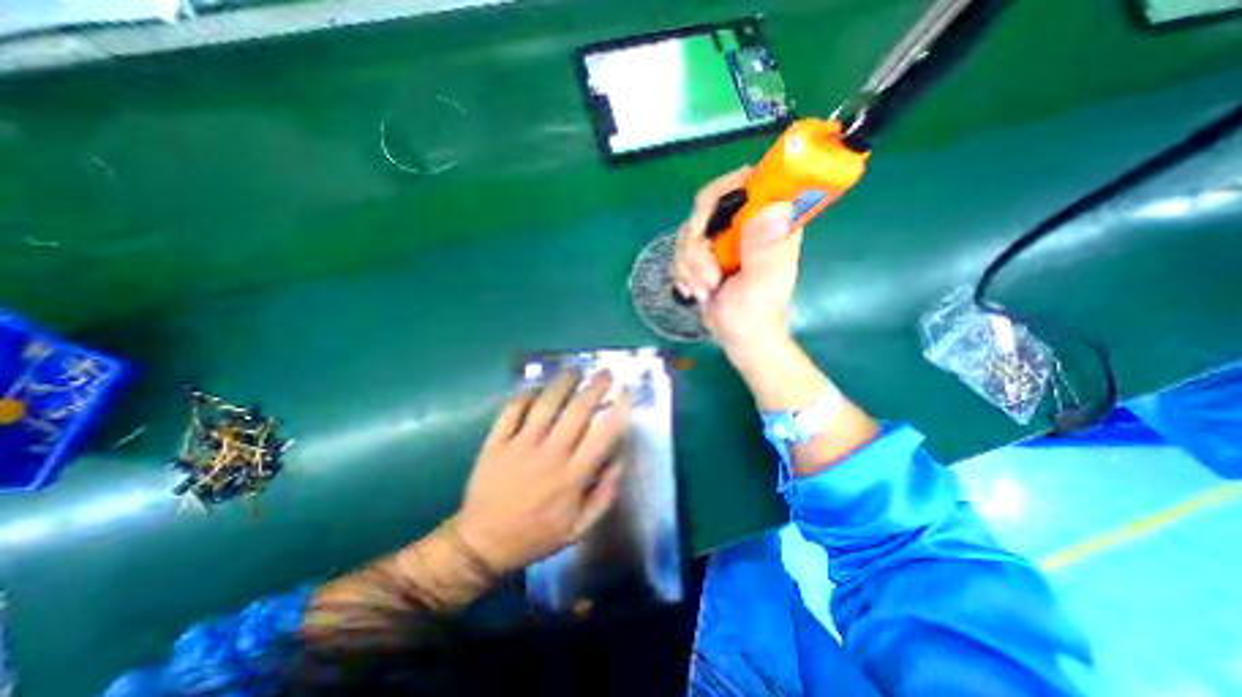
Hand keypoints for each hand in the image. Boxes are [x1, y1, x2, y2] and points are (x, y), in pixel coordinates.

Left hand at [452, 374, 631, 573]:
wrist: (482, 544)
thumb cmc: (536, 535)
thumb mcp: (580, 527)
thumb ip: (605, 494)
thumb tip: (620, 458)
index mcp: (573, 476)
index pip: (603, 434)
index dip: (618, 409)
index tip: (626, 392)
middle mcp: (550, 455)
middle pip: (577, 411)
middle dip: (595, 387)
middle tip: (605, 373)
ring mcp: (520, 446)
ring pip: (546, 403)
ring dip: (564, 382)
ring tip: (575, 368)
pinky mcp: (496, 442)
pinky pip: (512, 410)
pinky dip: (526, 394)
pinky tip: (537, 387)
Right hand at [677, 167, 801, 352]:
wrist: (739, 338)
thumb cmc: (755, 316)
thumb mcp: (761, 285)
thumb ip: (765, 249)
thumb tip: (774, 206)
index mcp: (771, 223)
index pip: (747, 181)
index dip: (722, 194)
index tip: (706, 227)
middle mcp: (746, 224)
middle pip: (706, 207)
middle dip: (697, 246)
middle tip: (708, 277)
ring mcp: (724, 239)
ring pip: (688, 232)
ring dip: (689, 266)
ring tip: (705, 291)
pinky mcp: (706, 253)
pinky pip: (680, 250)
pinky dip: (683, 273)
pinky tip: (696, 291)